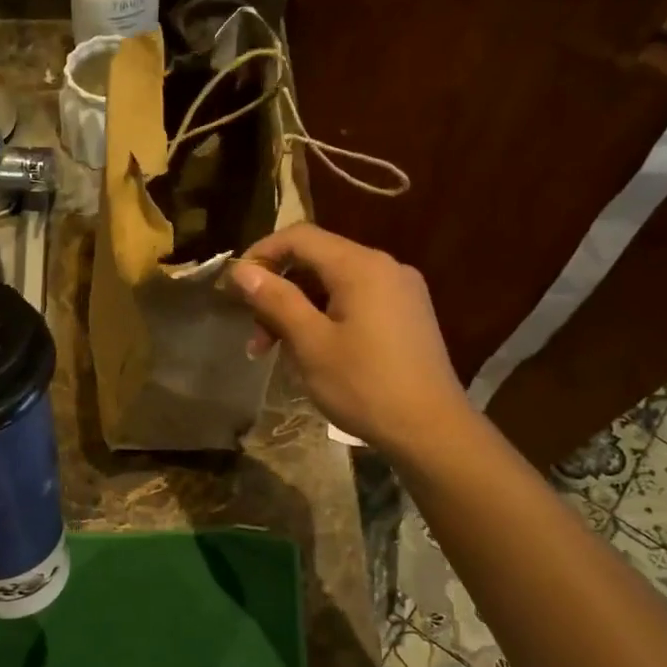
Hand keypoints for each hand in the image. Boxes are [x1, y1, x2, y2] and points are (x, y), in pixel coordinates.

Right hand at [230, 224, 467, 457]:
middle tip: (255, 337)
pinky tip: (314, 353)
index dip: (262, 253)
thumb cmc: (364, 385)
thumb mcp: (310, 343)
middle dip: (278, 292)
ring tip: (277, 353)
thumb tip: (242, 269)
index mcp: (361, 266)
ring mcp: (401, 291)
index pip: (300, 237)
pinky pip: (356, 302)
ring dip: (299, 311)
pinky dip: (325, 318)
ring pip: (335, 285)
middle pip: (317, 260)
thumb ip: (276, 300)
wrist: (431, 429)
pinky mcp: (407, 316)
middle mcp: (385, 267)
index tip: (235, 287)